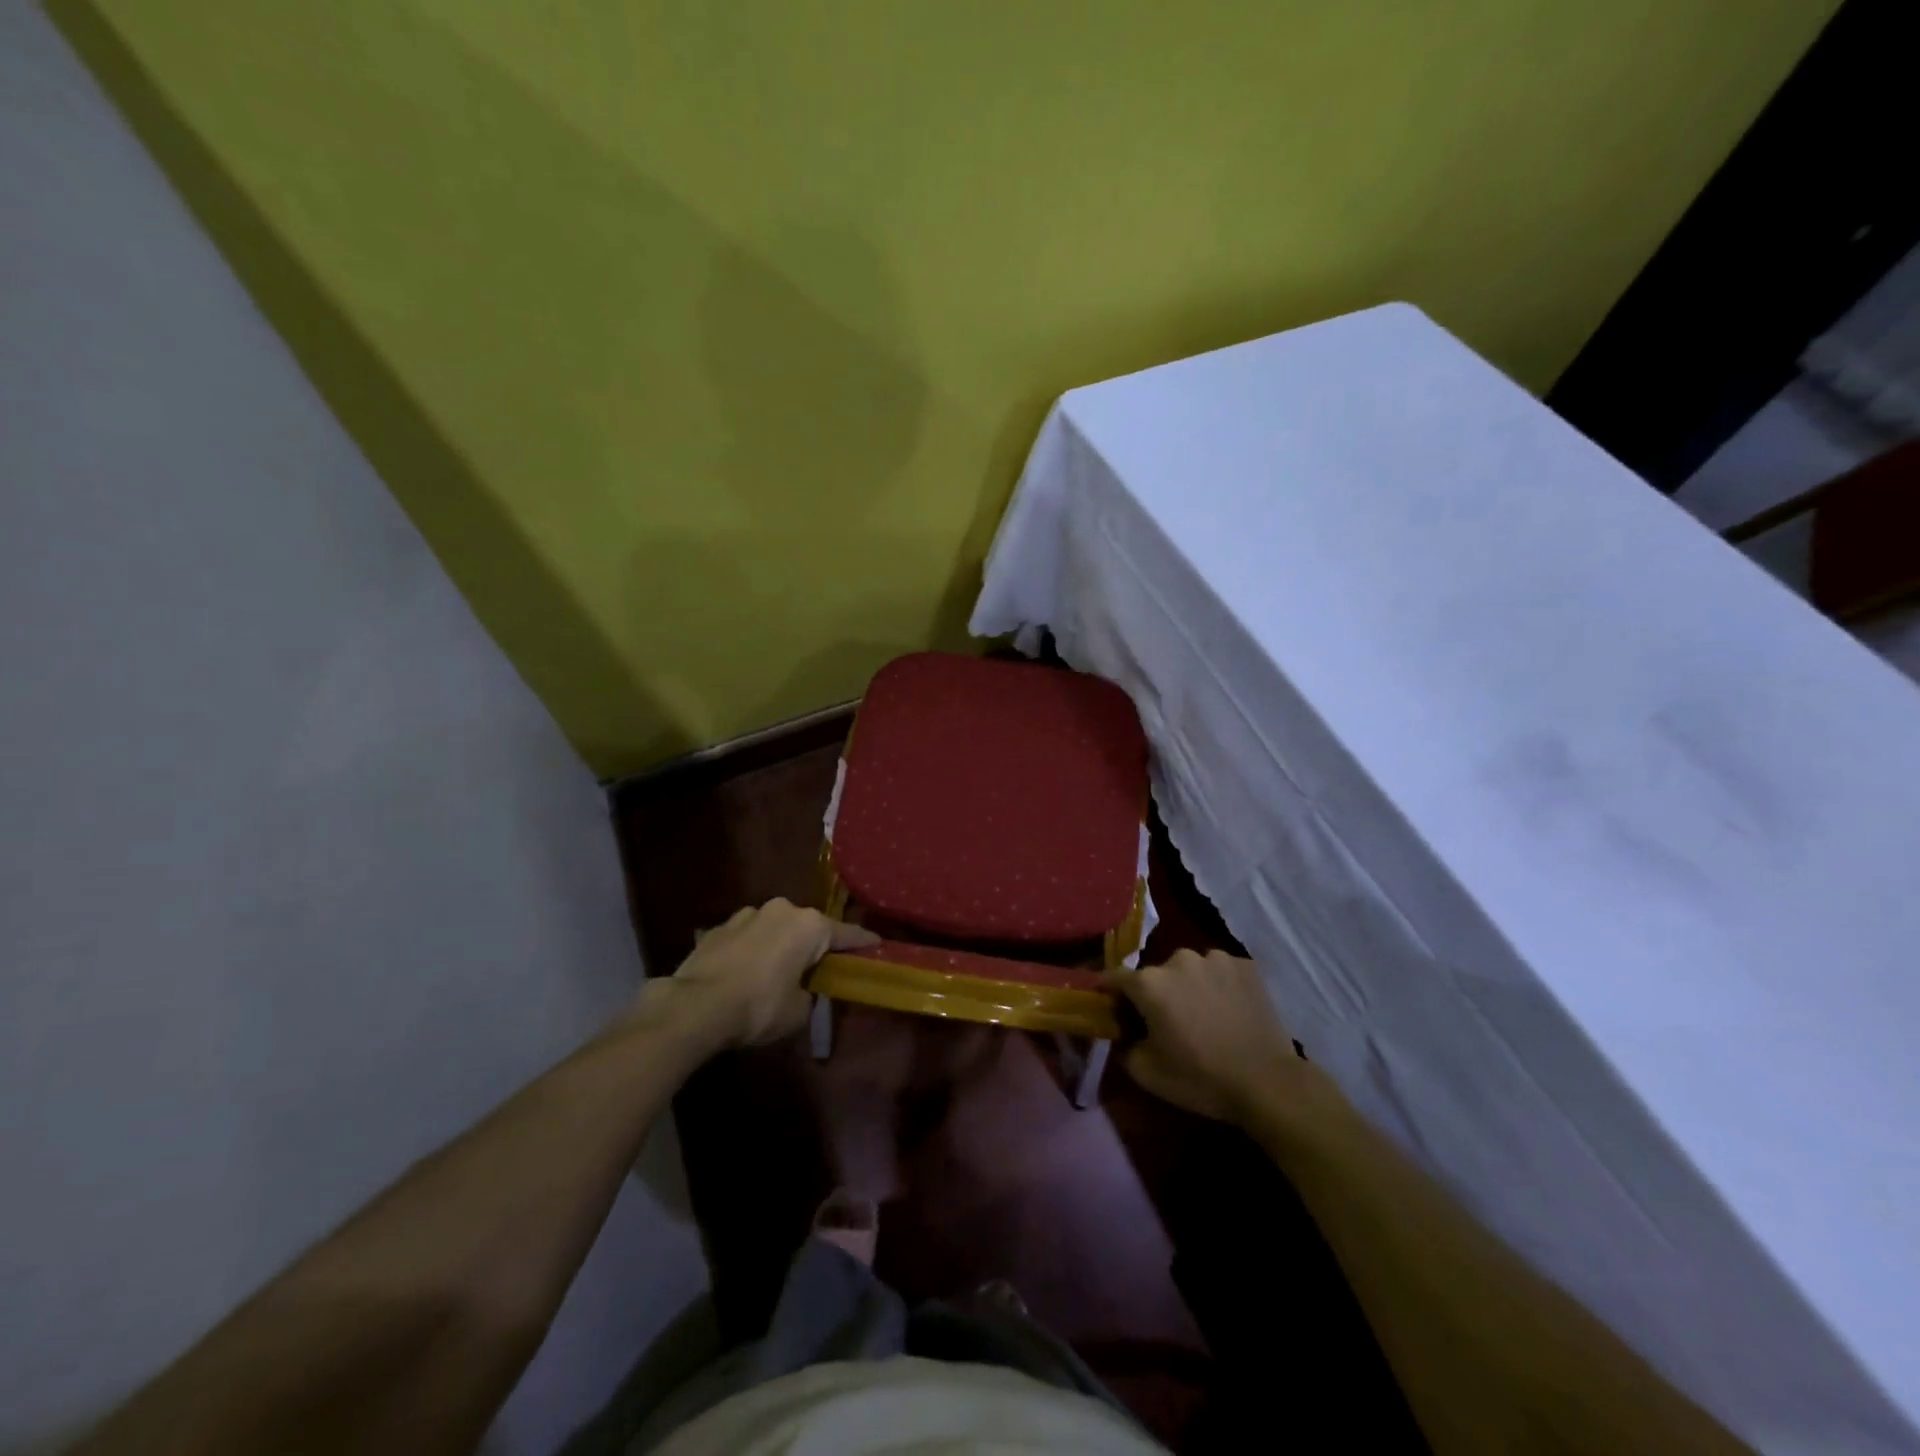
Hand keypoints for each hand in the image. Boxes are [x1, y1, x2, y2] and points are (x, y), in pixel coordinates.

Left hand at [656, 899, 877, 1049]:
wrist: (696, 1005)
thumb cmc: (759, 1006)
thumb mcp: (798, 1011)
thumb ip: (810, 994)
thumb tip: (803, 990)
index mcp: (810, 926)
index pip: (847, 934)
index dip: (863, 943)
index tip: (877, 944)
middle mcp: (782, 910)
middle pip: (808, 927)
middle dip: (814, 945)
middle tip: (818, 967)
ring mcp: (747, 914)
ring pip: (775, 928)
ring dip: (779, 945)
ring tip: (775, 971)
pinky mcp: (719, 927)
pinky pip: (747, 937)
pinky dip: (752, 950)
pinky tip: (745, 973)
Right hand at [1107, 949, 1302, 1123]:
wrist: (1268, 1083)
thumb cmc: (1200, 1078)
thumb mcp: (1146, 1073)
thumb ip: (1121, 1046)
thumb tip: (1119, 1032)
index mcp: (1149, 982)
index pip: (1114, 977)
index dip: (1108, 992)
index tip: (1109, 1007)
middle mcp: (1178, 959)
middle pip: (1155, 974)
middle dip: (1155, 993)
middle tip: (1165, 1022)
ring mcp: (1215, 958)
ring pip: (1190, 970)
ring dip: (1188, 987)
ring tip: (1202, 1015)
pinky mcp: (1246, 965)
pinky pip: (1220, 972)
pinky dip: (1218, 986)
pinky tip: (1228, 1011)